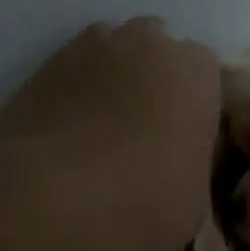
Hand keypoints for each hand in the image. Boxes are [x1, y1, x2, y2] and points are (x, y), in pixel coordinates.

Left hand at [0, 18, 220, 250]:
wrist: (52, 200)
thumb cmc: (142, 205)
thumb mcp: (193, 200)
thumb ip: (191, 163)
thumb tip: (175, 166)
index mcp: (195, 74)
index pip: (204, 70)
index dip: (192, 100)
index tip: (181, 134)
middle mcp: (147, 45)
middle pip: (156, 47)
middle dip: (152, 75)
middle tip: (141, 125)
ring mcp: (92, 48)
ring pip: (111, 50)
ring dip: (111, 75)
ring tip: (99, 124)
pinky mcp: (45, 64)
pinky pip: (72, 69)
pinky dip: (73, 89)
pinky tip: (66, 128)